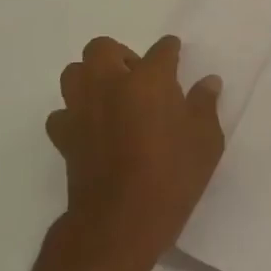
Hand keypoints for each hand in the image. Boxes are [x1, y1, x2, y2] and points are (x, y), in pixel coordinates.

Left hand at [45, 35, 223, 270]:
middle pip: (102, 48)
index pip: (162, 50)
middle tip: (139, 77)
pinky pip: (62, 113)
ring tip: (111, 97)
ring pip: (74, 73)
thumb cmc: (172, 177)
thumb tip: (208, 82)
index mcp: (149, 79)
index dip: (170, 50)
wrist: (120, 223)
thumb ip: (204, 105)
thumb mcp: (206, 141)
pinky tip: (91, 129)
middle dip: (120, 55)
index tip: (175, 56)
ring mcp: (82, 109)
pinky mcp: (64, 137)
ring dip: (91, 78)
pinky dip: (74, 115)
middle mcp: (110, 84)